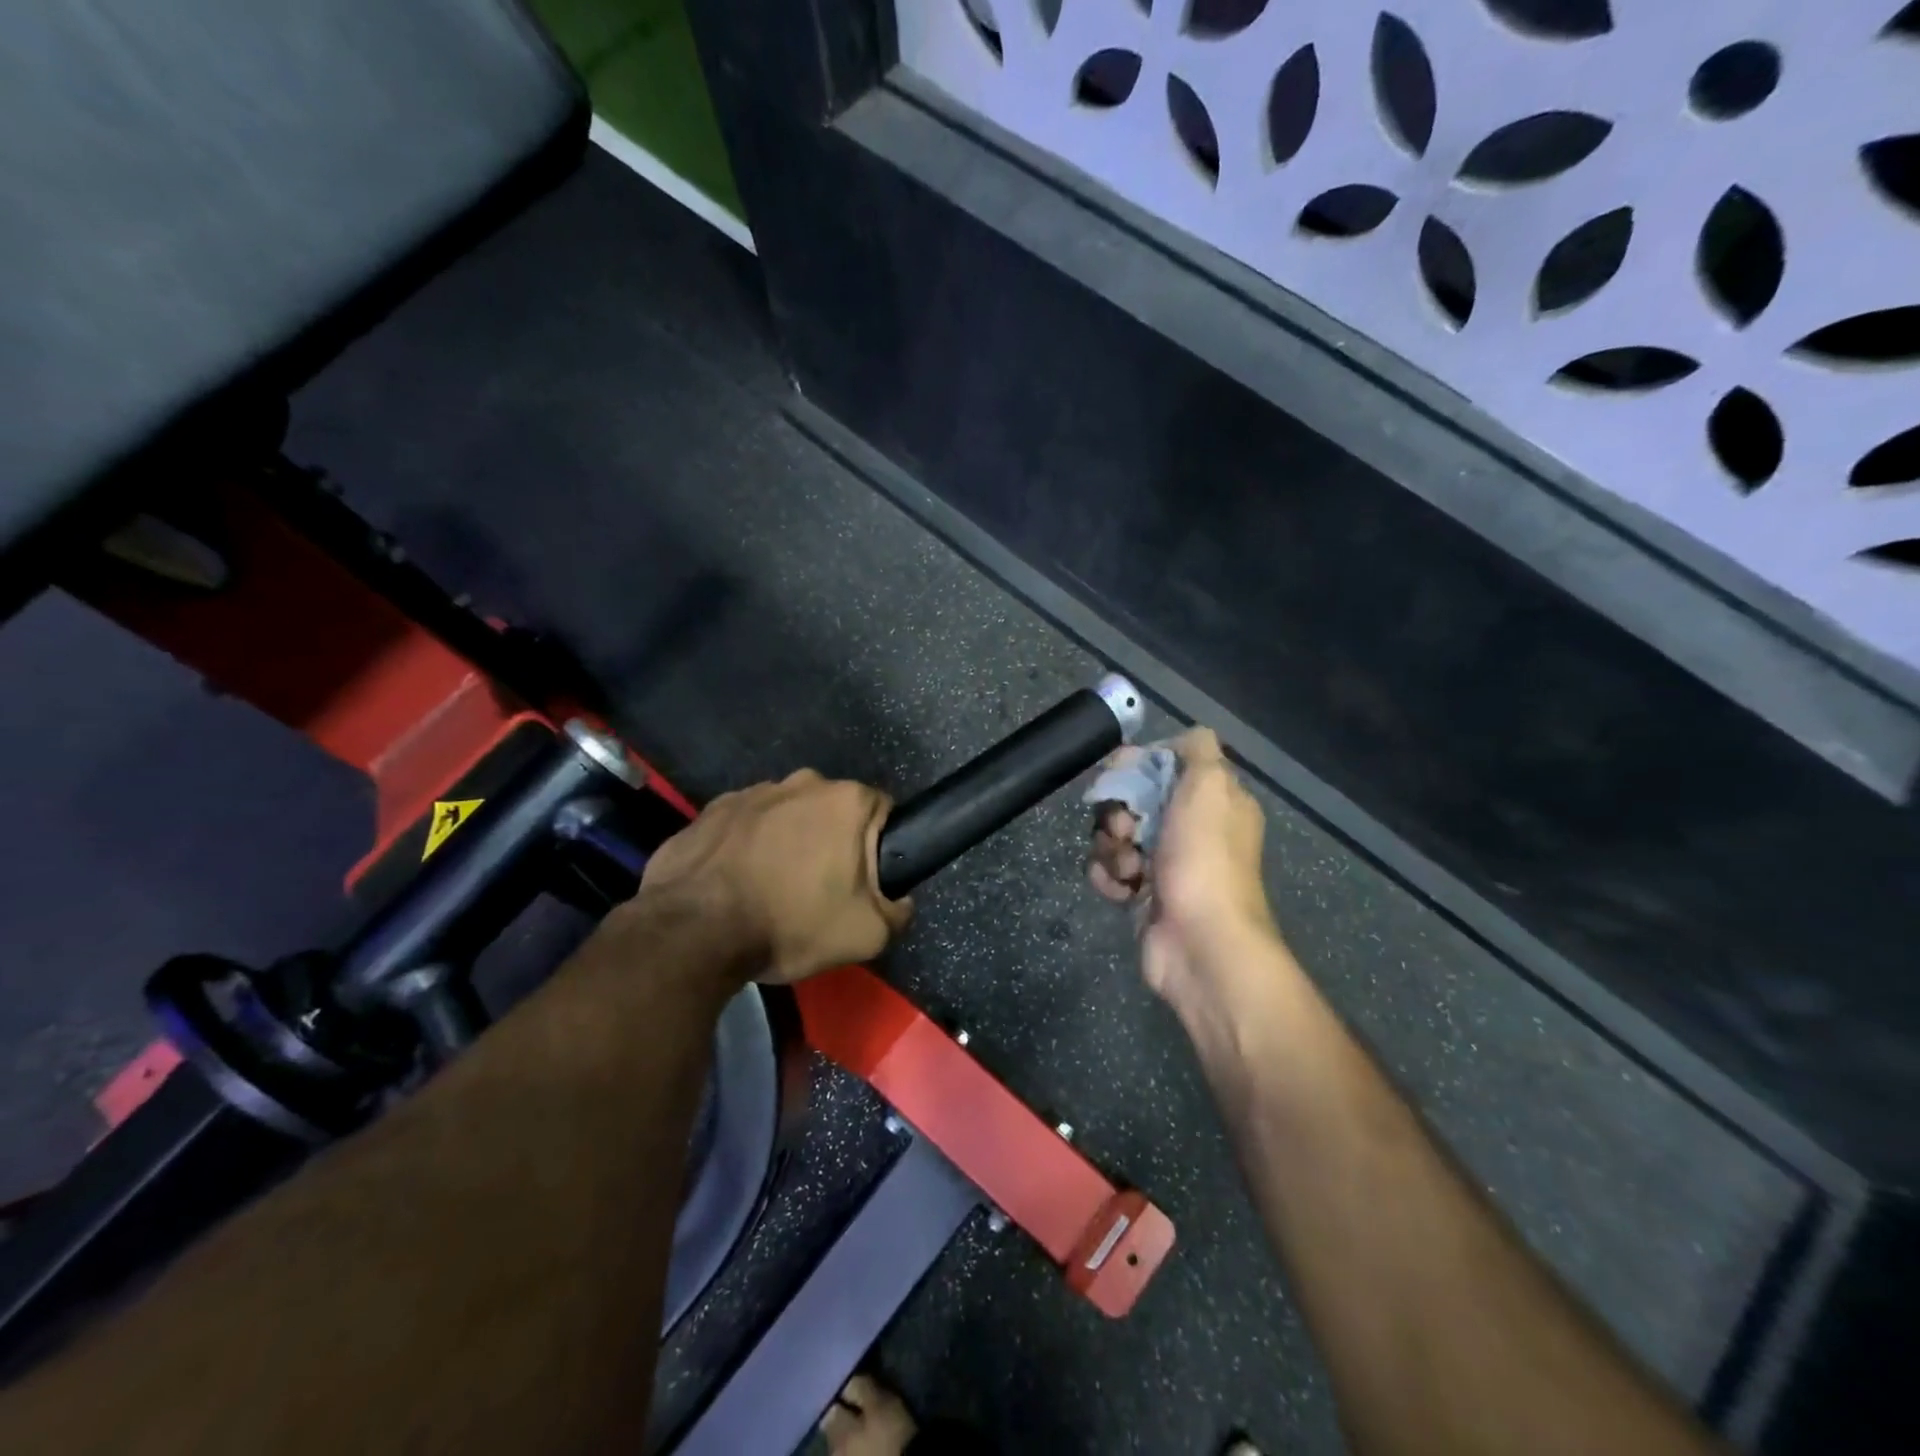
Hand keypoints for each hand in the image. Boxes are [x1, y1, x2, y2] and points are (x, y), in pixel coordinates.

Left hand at [638, 770, 911, 982]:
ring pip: (785, 816)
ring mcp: (749, 792)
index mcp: (845, 800)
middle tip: (818, 892)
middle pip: (831, 811)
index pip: (881, 813)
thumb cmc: (790, 924)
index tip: (862, 882)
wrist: (693, 933)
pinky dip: (745, 849)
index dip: (877, 849)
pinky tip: (735, 886)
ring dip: (785, 843)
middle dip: (830, 842)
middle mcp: (800, 782)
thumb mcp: (867, 934)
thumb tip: (899, 900)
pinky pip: (743, 827)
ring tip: (769, 891)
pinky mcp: (709, 811)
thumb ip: (898, 912)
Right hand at [1089, 728, 1276, 1008]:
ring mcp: (1166, 864)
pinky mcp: (1143, 894)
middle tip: (1126, 829)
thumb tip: (1178, 740)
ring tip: (1130, 869)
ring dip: (1112, 849)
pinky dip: (1108, 878)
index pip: (1164, 767)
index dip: (1137, 767)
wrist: (1200, 943)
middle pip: (1133, 800)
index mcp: (1213, 801)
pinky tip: (1122, 890)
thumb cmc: (1204, 858)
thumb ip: (1198, 749)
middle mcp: (1191, 829)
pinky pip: (1109, 870)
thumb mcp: (1210, 786)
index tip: (1119, 772)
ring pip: (1115, 836)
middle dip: (1118, 812)